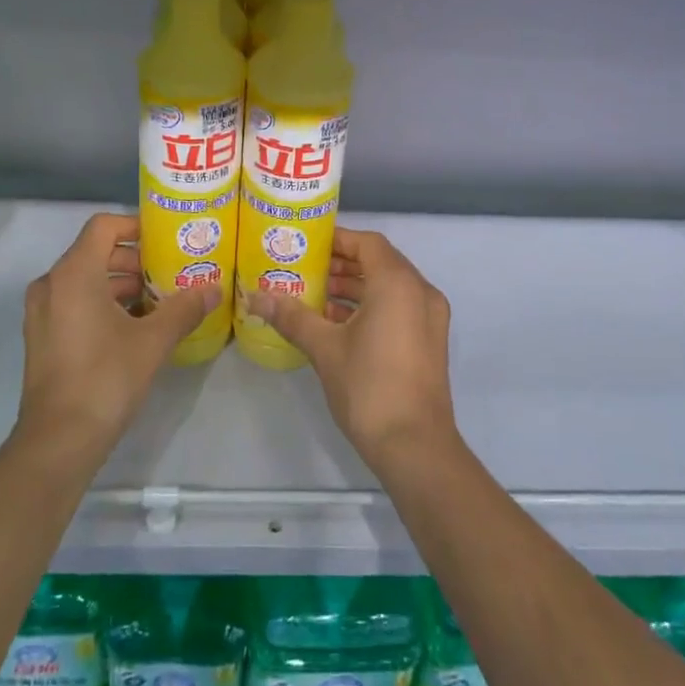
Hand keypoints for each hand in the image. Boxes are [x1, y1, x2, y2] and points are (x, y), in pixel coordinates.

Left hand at [18, 213, 217, 454]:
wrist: (59, 439)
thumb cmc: (106, 377)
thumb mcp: (153, 340)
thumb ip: (184, 309)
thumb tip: (213, 290)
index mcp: (74, 273)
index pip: (103, 226)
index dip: (135, 226)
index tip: (165, 239)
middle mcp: (52, 284)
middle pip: (95, 253)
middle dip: (134, 259)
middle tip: (170, 271)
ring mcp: (42, 312)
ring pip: (85, 280)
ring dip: (120, 284)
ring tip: (159, 300)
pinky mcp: (42, 336)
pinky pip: (74, 303)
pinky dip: (102, 303)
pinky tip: (134, 326)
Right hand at [246, 229, 458, 476]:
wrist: (414, 446)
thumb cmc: (369, 387)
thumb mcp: (324, 348)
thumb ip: (292, 316)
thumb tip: (255, 296)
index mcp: (398, 284)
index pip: (367, 243)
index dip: (337, 239)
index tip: (307, 244)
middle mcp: (420, 292)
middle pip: (379, 262)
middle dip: (342, 264)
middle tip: (305, 268)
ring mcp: (429, 318)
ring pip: (389, 287)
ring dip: (355, 286)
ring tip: (315, 294)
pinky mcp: (429, 341)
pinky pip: (398, 307)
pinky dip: (371, 306)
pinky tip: (336, 322)